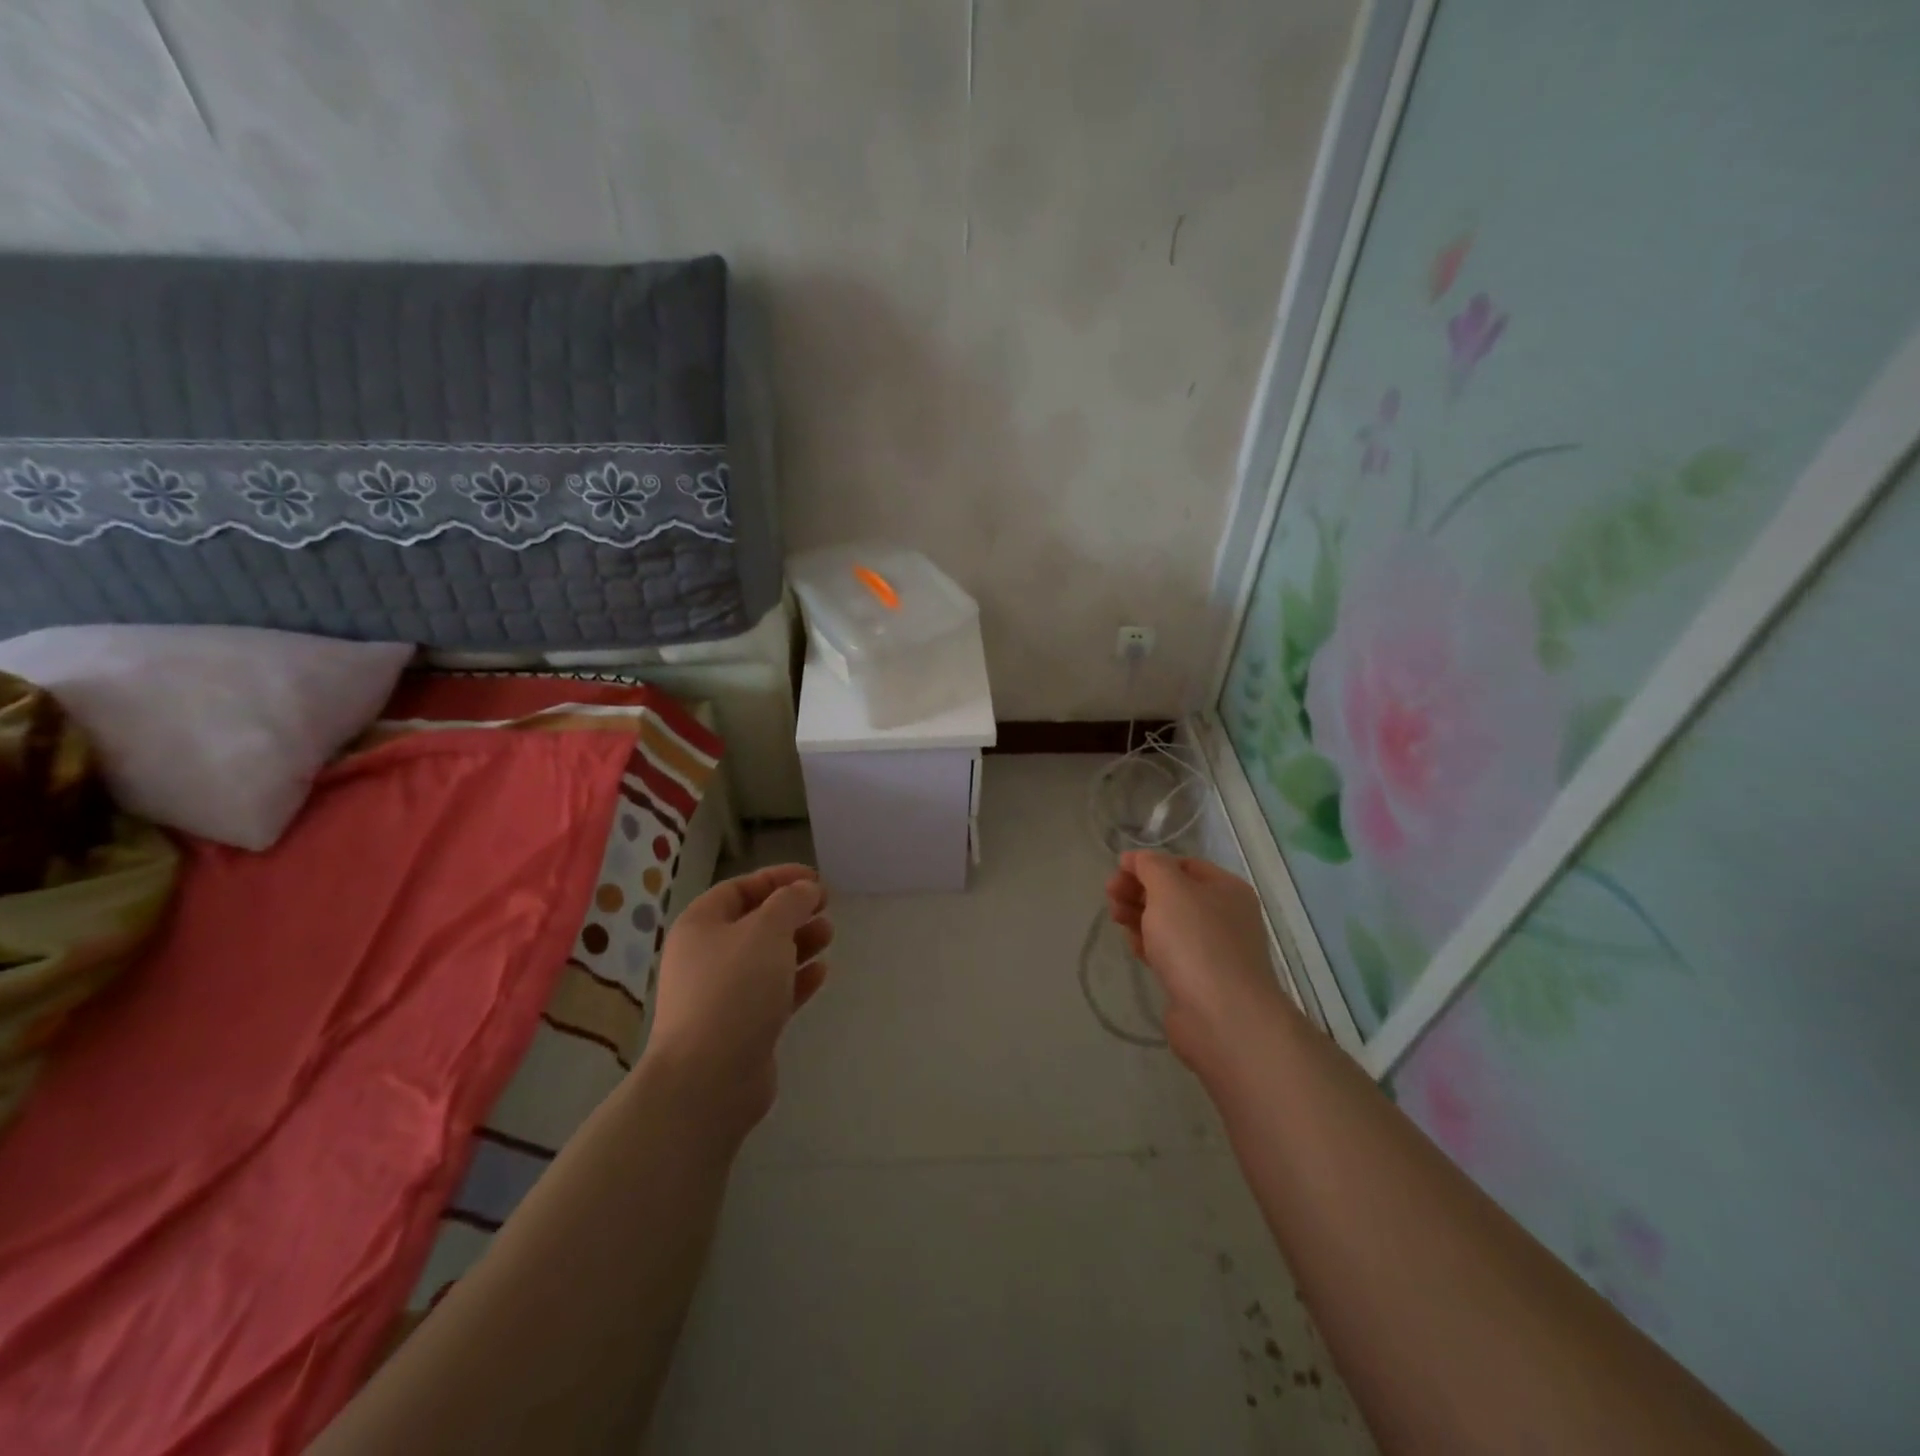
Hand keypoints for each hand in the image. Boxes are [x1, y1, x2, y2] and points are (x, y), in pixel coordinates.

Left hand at [644, 864, 833, 1136]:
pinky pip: (772, 992)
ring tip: (829, 934)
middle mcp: (706, 957)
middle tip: (827, 907)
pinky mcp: (741, 1027)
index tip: (815, 879)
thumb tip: (805, 889)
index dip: (777, 878)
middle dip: (792, 912)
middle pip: (754, 923)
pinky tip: (822, 972)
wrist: (708, 1078)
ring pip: (766, 958)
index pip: (739, 888)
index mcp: (700, 926)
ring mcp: (722, 994)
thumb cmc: (734, 989)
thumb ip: (790, 902)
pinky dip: (797, 979)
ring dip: (799, 943)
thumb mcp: (767, 930)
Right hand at [1105, 850, 1291, 1075]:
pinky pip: (1169, 952)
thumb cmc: (1196, 942)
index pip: (1183, 865)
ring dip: (1139, 915)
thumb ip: (1150, 866)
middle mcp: (1224, 916)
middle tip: (1110, 895)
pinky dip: (1148, 944)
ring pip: (1168, 924)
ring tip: (1115, 918)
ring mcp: (1213, 950)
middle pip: (1174, 894)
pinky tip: (1133, 946)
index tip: (1117, 871)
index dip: (1148, 864)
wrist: (1222, 1017)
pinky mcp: (1198, 979)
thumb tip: (1137, 858)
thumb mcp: (1170, 889)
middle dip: (1138, 890)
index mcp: (1226, 889)